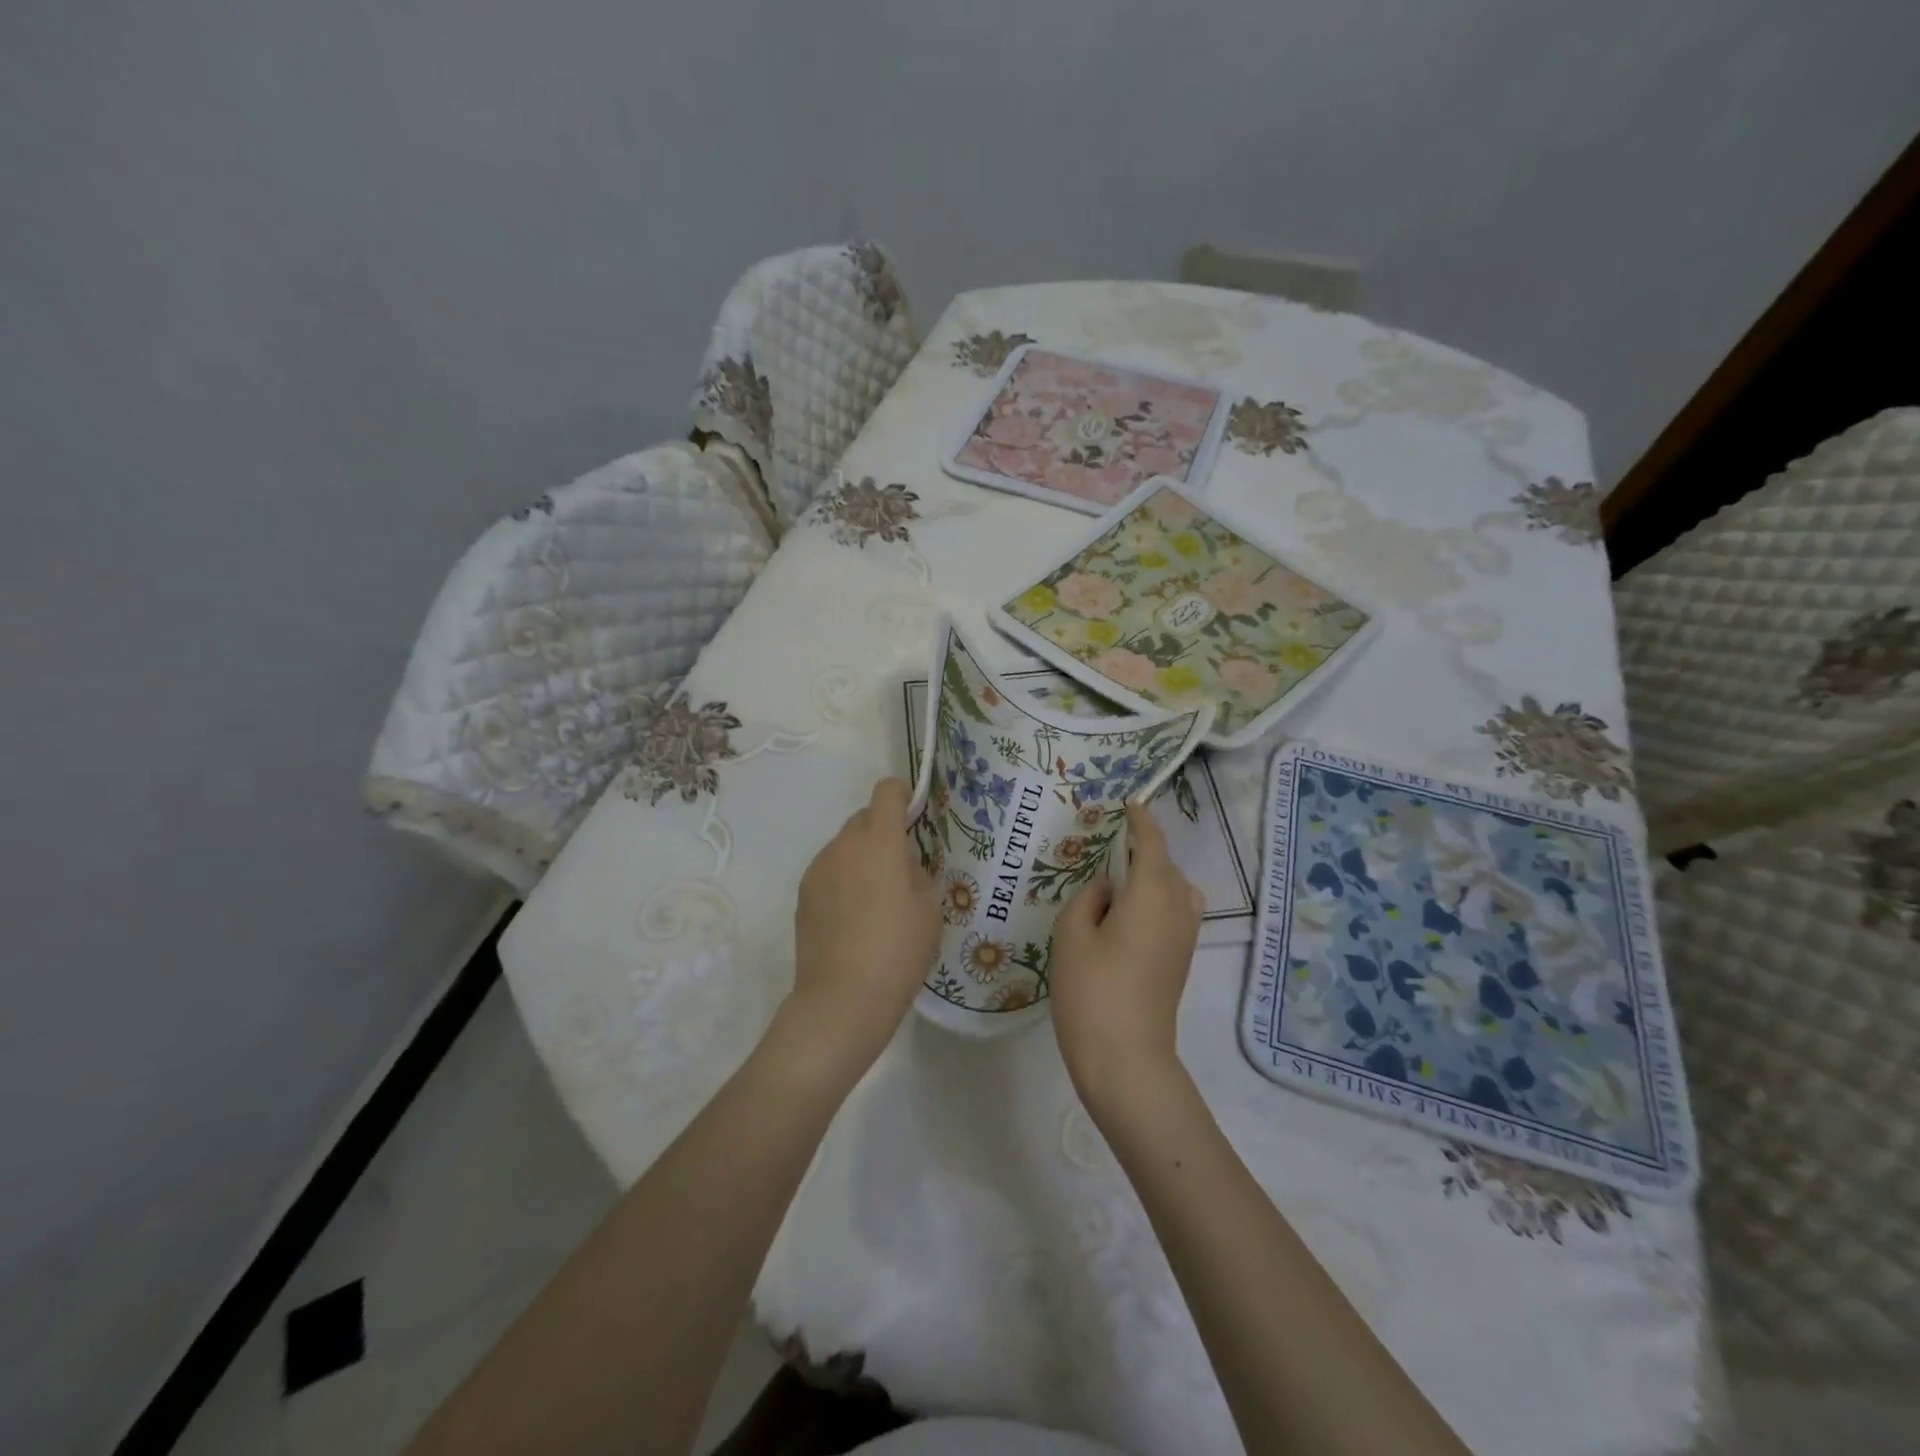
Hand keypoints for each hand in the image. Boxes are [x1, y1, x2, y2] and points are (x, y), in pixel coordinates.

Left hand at [784, 777, 940, 1076]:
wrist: (842, 998)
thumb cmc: (898, 950)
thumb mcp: (929, 907)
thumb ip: (916, 870)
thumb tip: (901, 861)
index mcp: (880, 841)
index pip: (886, 792)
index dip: (902, 795)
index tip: (914, 815)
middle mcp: (844, 845)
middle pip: (864, 818)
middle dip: (882, 831)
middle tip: (899, 868)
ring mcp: (818, 868)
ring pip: (845, 846)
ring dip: (861, 857)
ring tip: (875, 899)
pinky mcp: (803, 893)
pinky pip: (830, 870)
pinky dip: (843, 878)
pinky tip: (853, 917)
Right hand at [1049, 805, 1203, 1114]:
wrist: (1126, 1059)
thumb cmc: (1092, 992)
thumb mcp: (1072, 936)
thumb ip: (1088, 898)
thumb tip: (1108, 887)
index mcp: (1150, 895)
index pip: (1151, 845)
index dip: (1141, 822)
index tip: (1130, 805)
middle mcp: (1176, 909)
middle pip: (1166, 865)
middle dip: (1144, 849)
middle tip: (1110, 845)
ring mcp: (1184, 937)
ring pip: (1176, 889)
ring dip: (1154, 876)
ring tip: (1120, 881)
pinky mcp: (1181, 959)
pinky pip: (1176, 911)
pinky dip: (1159, 898)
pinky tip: (1129, 914)